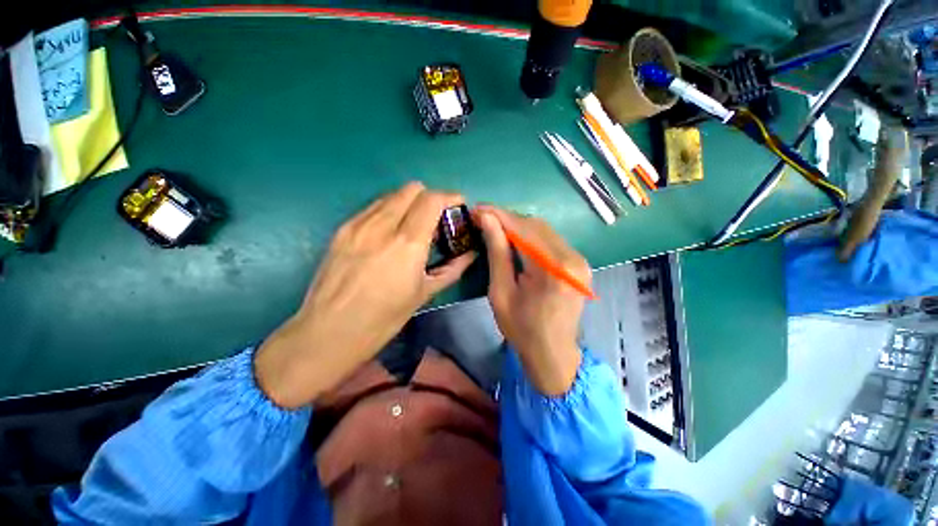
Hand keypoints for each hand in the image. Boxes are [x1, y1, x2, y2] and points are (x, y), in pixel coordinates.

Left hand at [255, 182, 474, 408]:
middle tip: (436, 219)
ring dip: (409, 203)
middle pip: (411, 189)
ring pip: (391, 195)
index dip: (450, 197)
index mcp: (407, 243)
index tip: (458, 205)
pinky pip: (373, 208)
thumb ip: (452, 268)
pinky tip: (390, 233)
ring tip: (413, 226)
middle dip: (430, 198)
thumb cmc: (383, 319)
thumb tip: (471, 254)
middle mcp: (382, 225)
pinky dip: (389, 211)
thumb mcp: (424, 293)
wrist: (328, 333)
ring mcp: (358, 224)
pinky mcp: (342, 229)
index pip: (432, 200)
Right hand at [474, 205, 587, 395]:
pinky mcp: (578, 264)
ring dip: (518, 226)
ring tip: (495, 227)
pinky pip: (551, 241)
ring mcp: (579, 260)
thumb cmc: (521, 328)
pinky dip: (530, 236)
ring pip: (544, 230)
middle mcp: (572, 259)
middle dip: (507, 219)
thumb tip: (487, 219)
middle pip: (536, 225)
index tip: (477, 209)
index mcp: (553, 269)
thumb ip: (497, 253)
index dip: (498, 215)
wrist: (553, 353)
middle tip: (483, 218)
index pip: (523, 229)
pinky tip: (514, 239)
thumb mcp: (501, 292)